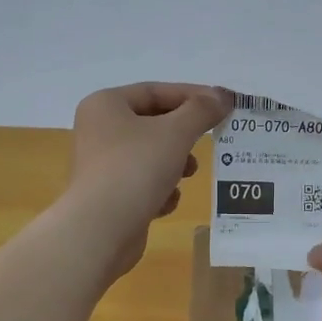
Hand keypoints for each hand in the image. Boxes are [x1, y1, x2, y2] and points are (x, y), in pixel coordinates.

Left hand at [65, 82, 231, 278]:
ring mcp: (101, 165)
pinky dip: (159, 190)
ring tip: (188, 174)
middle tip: (207, 142)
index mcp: (106, 105)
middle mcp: (98, 130)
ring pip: (149, 155)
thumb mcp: (176, 133)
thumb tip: (223, 96)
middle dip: (183, 134)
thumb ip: (202, 111)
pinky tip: (167, 202)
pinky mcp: (108, 196)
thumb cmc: (136, 168)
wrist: (101, 229)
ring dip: (174, 164)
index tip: (223, 106)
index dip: (192, 96)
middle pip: (152, 123)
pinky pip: (141, 184)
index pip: (155, 91)